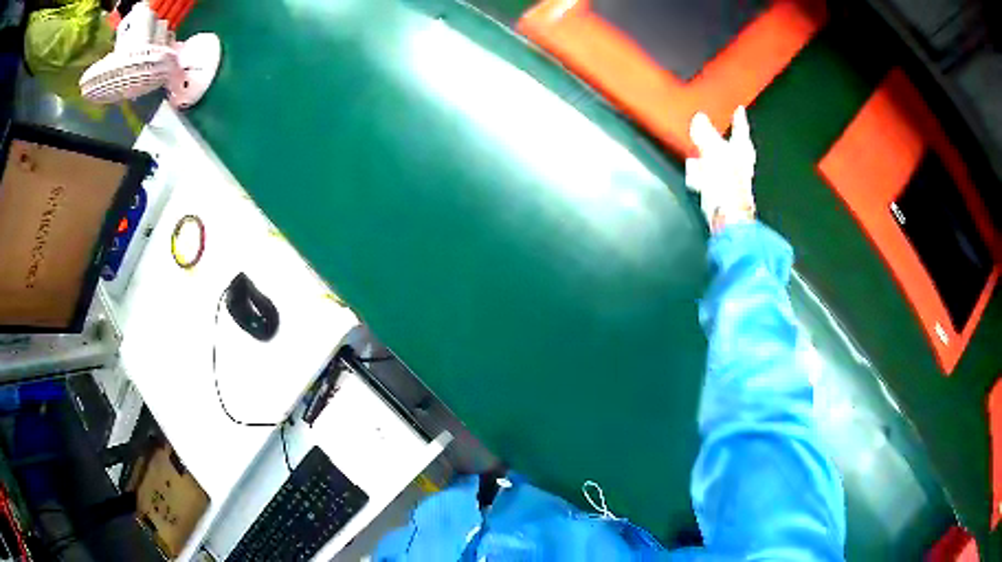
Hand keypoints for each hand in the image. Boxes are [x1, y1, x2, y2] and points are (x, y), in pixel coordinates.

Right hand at [685, 106, 756, 232]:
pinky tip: (696, 179)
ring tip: (695, 160)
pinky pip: (709, 177)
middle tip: (705, 131)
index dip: (738, 119)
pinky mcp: (722, 193)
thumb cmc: (726, 185)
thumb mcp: (713, 151)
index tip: (739, 109)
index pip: (740, 129)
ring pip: (716, 161)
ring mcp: (732, 180)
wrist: (728, 219)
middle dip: (715, 140)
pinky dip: (701, 176)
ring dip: (704, 160)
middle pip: (727, 145)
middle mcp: (740, 164)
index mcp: (742, 150)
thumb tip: (699, 117)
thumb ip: (704, 133)